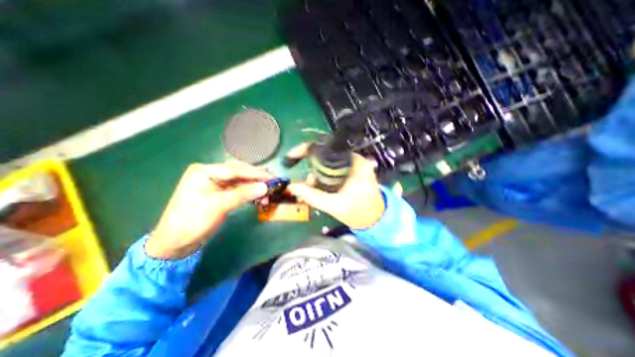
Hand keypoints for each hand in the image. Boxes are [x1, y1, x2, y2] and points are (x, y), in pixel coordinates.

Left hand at [145, 162, 269, 259]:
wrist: (176, 243)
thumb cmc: (193, 221)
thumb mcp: (219, 205)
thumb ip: (243, 194)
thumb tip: (265, 187)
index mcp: (204, 171)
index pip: (235, 169)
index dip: (254, 174)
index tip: (271, 178)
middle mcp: (210, 173)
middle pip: (239, 172)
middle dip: (256, 178)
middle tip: (272, 182)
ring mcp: (215, 183)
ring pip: (240, 181)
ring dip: (254, 186)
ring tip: (267, 191)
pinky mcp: (220, 193)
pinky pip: (238, 189)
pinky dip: (249, 193)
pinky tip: (259, 196)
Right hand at [287, 146, 384, 229]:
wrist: (376, 219)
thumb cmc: (359, 212)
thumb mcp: (334, 206)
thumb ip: (312, 196)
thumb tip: (292, 187)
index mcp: (354, 163)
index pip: (326, 147)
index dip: (306, 149)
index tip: (292, 155)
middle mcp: (355, 159)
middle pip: (326, 154)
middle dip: (312, 167)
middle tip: (308, 183)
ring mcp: (355, 163)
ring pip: (329, 161)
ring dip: (318, 173)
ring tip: (315, 188)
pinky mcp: (354, 169)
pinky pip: (334, 167)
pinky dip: (325, 175)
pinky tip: (322, 186)